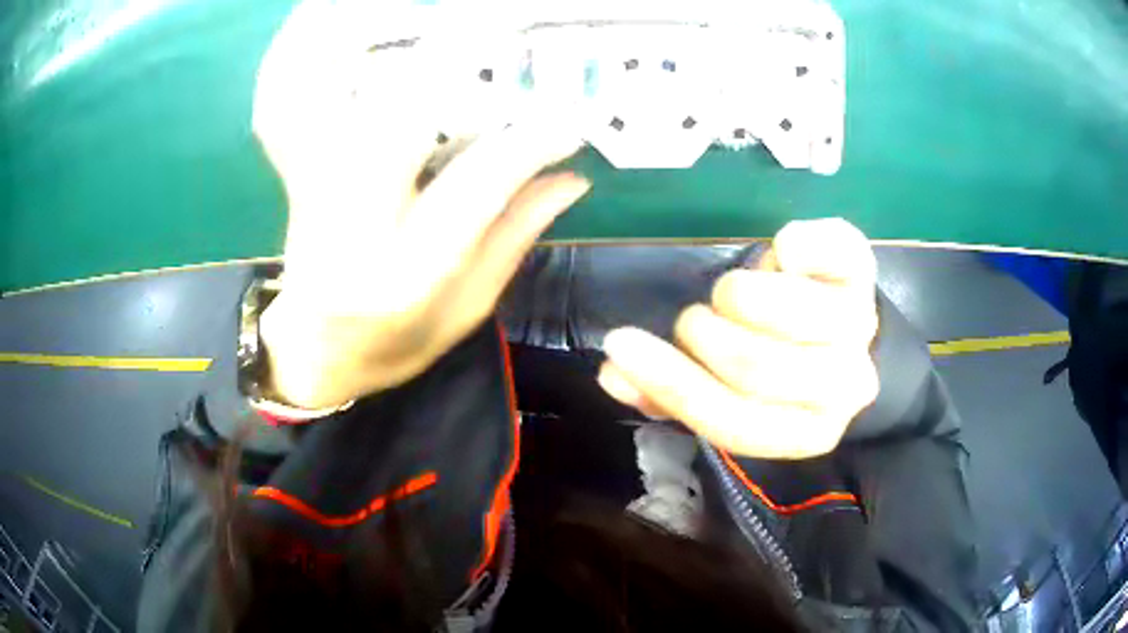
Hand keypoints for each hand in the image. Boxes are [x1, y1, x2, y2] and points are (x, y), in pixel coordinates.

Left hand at [252, 4, 588, 408]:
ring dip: (344, 44)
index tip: (570, 116)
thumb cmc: (396, 346)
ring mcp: (307, 200)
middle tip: (490, 31)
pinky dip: (294, 60)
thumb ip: (515, 238)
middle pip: (388, 125)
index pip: (477, 187)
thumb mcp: (467, 311)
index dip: (529, 142)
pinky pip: (281, 110)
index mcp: (406, 276)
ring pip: (313, 106)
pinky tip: (320, 23)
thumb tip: (571, 176)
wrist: (316, 358)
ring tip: (383, 11)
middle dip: (443, 67)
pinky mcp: (291, 180)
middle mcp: (349, 230)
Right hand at [597, 219, 878, 458]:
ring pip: (789, 311)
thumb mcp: (731, 395)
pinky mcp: (861, 269)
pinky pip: (827, 248)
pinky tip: (782, 255)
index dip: (672, 382)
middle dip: (704, 336)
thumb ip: (674, 393)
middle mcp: (846, 388)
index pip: (734, 421)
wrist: (848, 338)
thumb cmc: (781, 369)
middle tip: (696, 321)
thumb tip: (612, 374)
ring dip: (740, 295)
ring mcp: (861, 325)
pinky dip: (794, 245)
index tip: (621, 342)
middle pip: (758, 368)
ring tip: (735, 297)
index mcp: (808, 431)